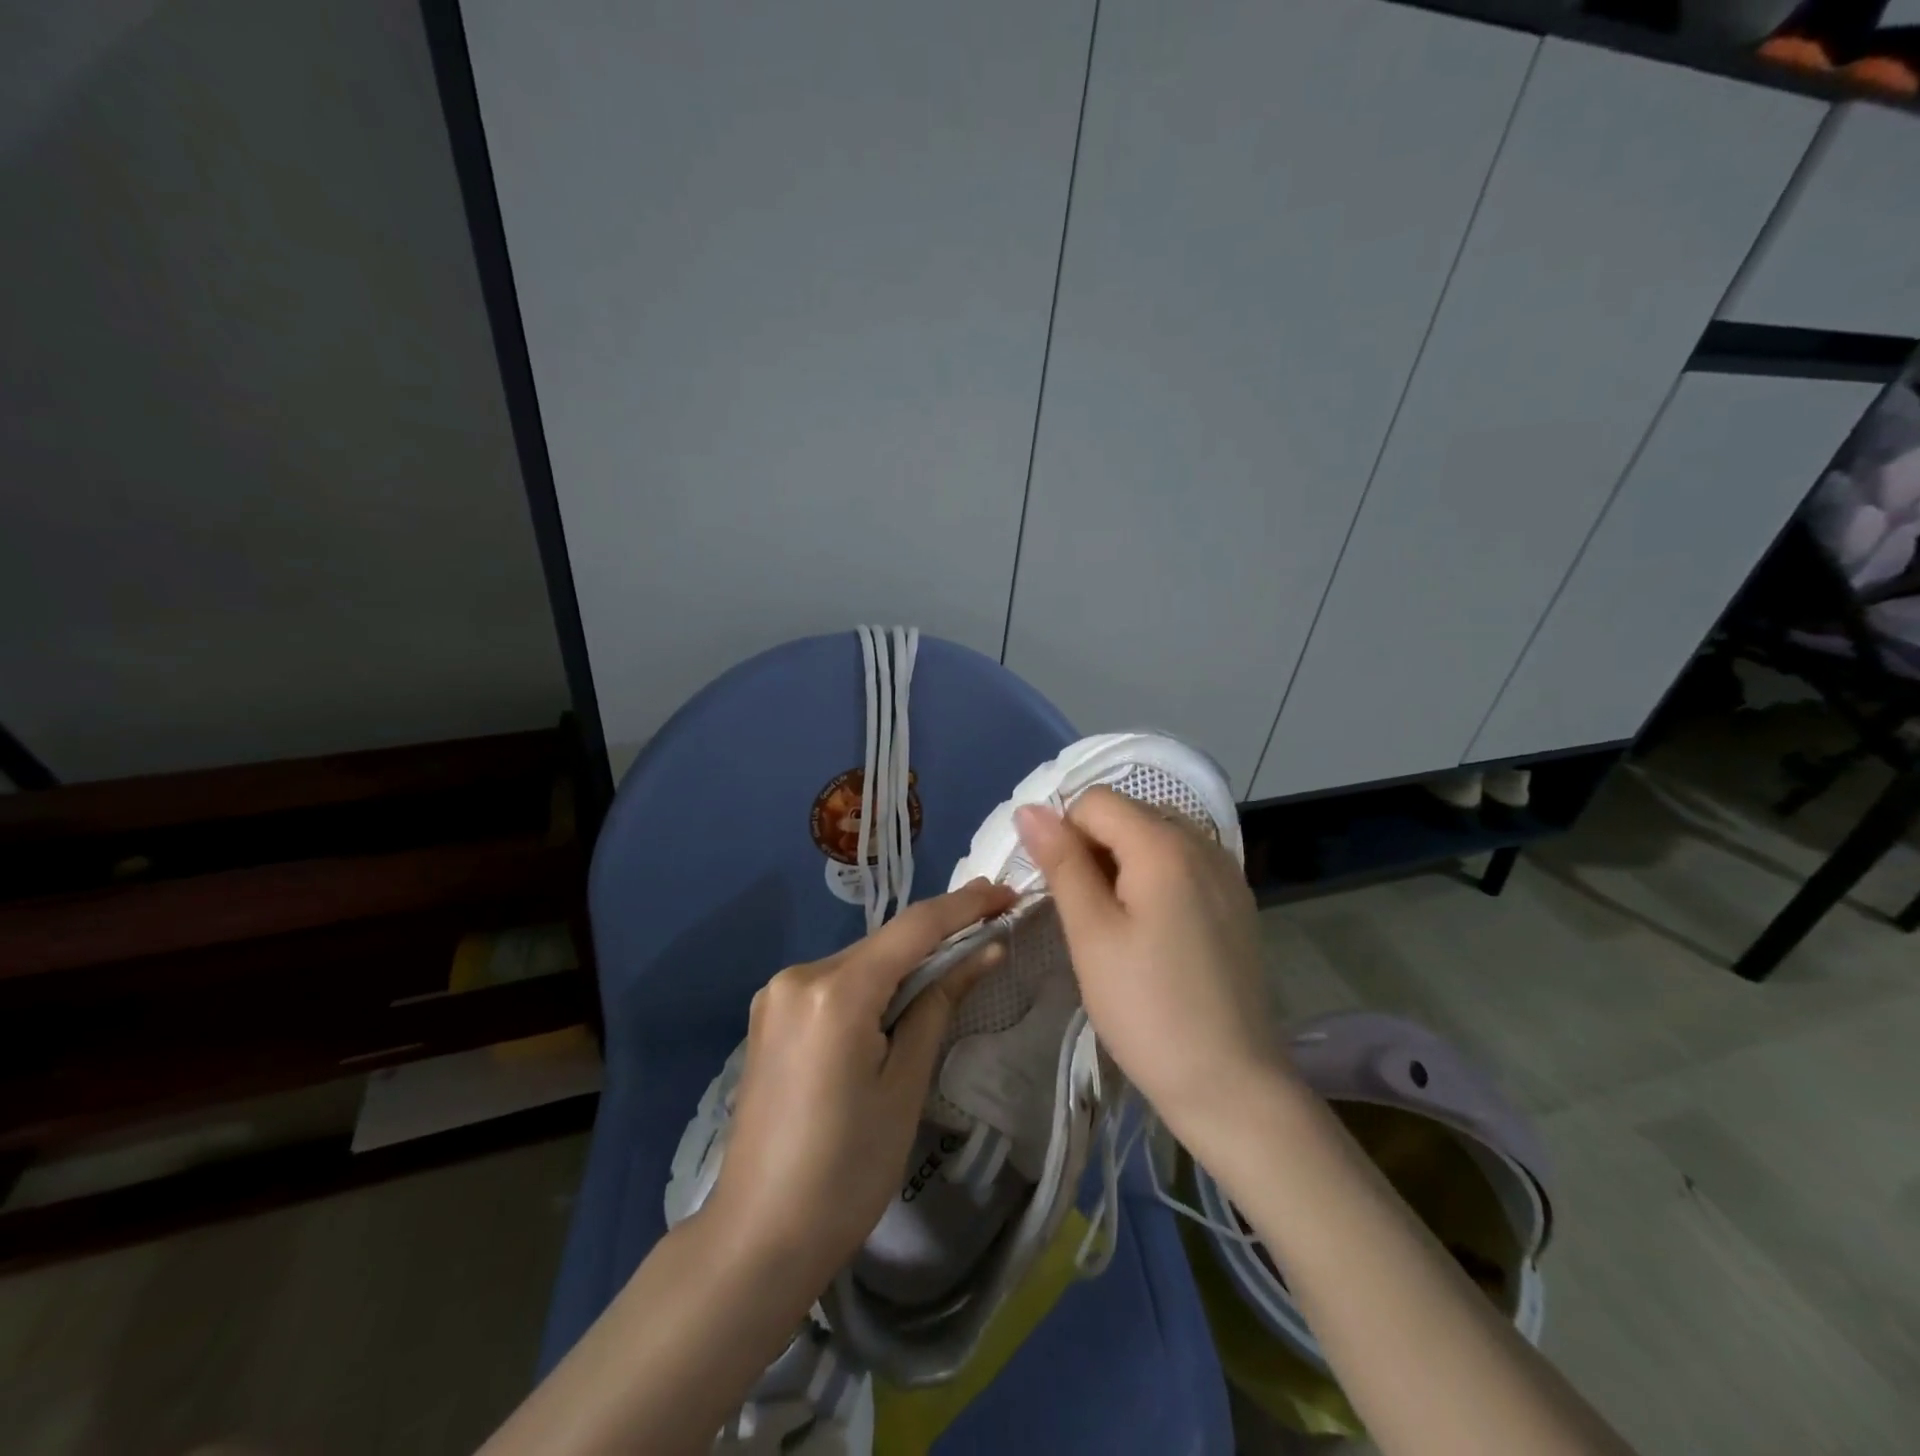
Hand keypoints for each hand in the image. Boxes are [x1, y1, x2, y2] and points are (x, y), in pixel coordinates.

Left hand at [705, 878, 1016, 1287]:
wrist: (758, 1238)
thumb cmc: (847, 1171)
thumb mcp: (905, 1085)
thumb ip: (939, 1003)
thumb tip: (985, 950)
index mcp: (835, 991)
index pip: (913, 928)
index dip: (964, 906)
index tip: (1005, 892)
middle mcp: (799, 975)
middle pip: (884, 943)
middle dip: (937, 937)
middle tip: (991, 928)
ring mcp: (776, 994)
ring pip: (860, 963)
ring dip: (904, 963)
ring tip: (954, 967)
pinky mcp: (769, 1016)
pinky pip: (835, 985)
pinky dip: (872, 986)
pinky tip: (897, 1004)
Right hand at [1014, 788, 1285, 1141]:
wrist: (1232, 1085)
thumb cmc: (1147, 1009)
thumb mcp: (1091, 934)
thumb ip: (1062, 863)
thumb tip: (1029, 810)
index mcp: (1165, 845)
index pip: (1096, 801)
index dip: (1065, 835)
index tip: (1062, 891)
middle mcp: (1203, 843)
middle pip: (1129, 814)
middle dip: (1095, 848)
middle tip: (1087, 916)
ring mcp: (1227, 872)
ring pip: (1155, 839)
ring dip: (1123, 865)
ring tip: (1117, 927)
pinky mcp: (1237, 902)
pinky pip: (1183, 865)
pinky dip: (1155, 880)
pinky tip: (1153, 934)